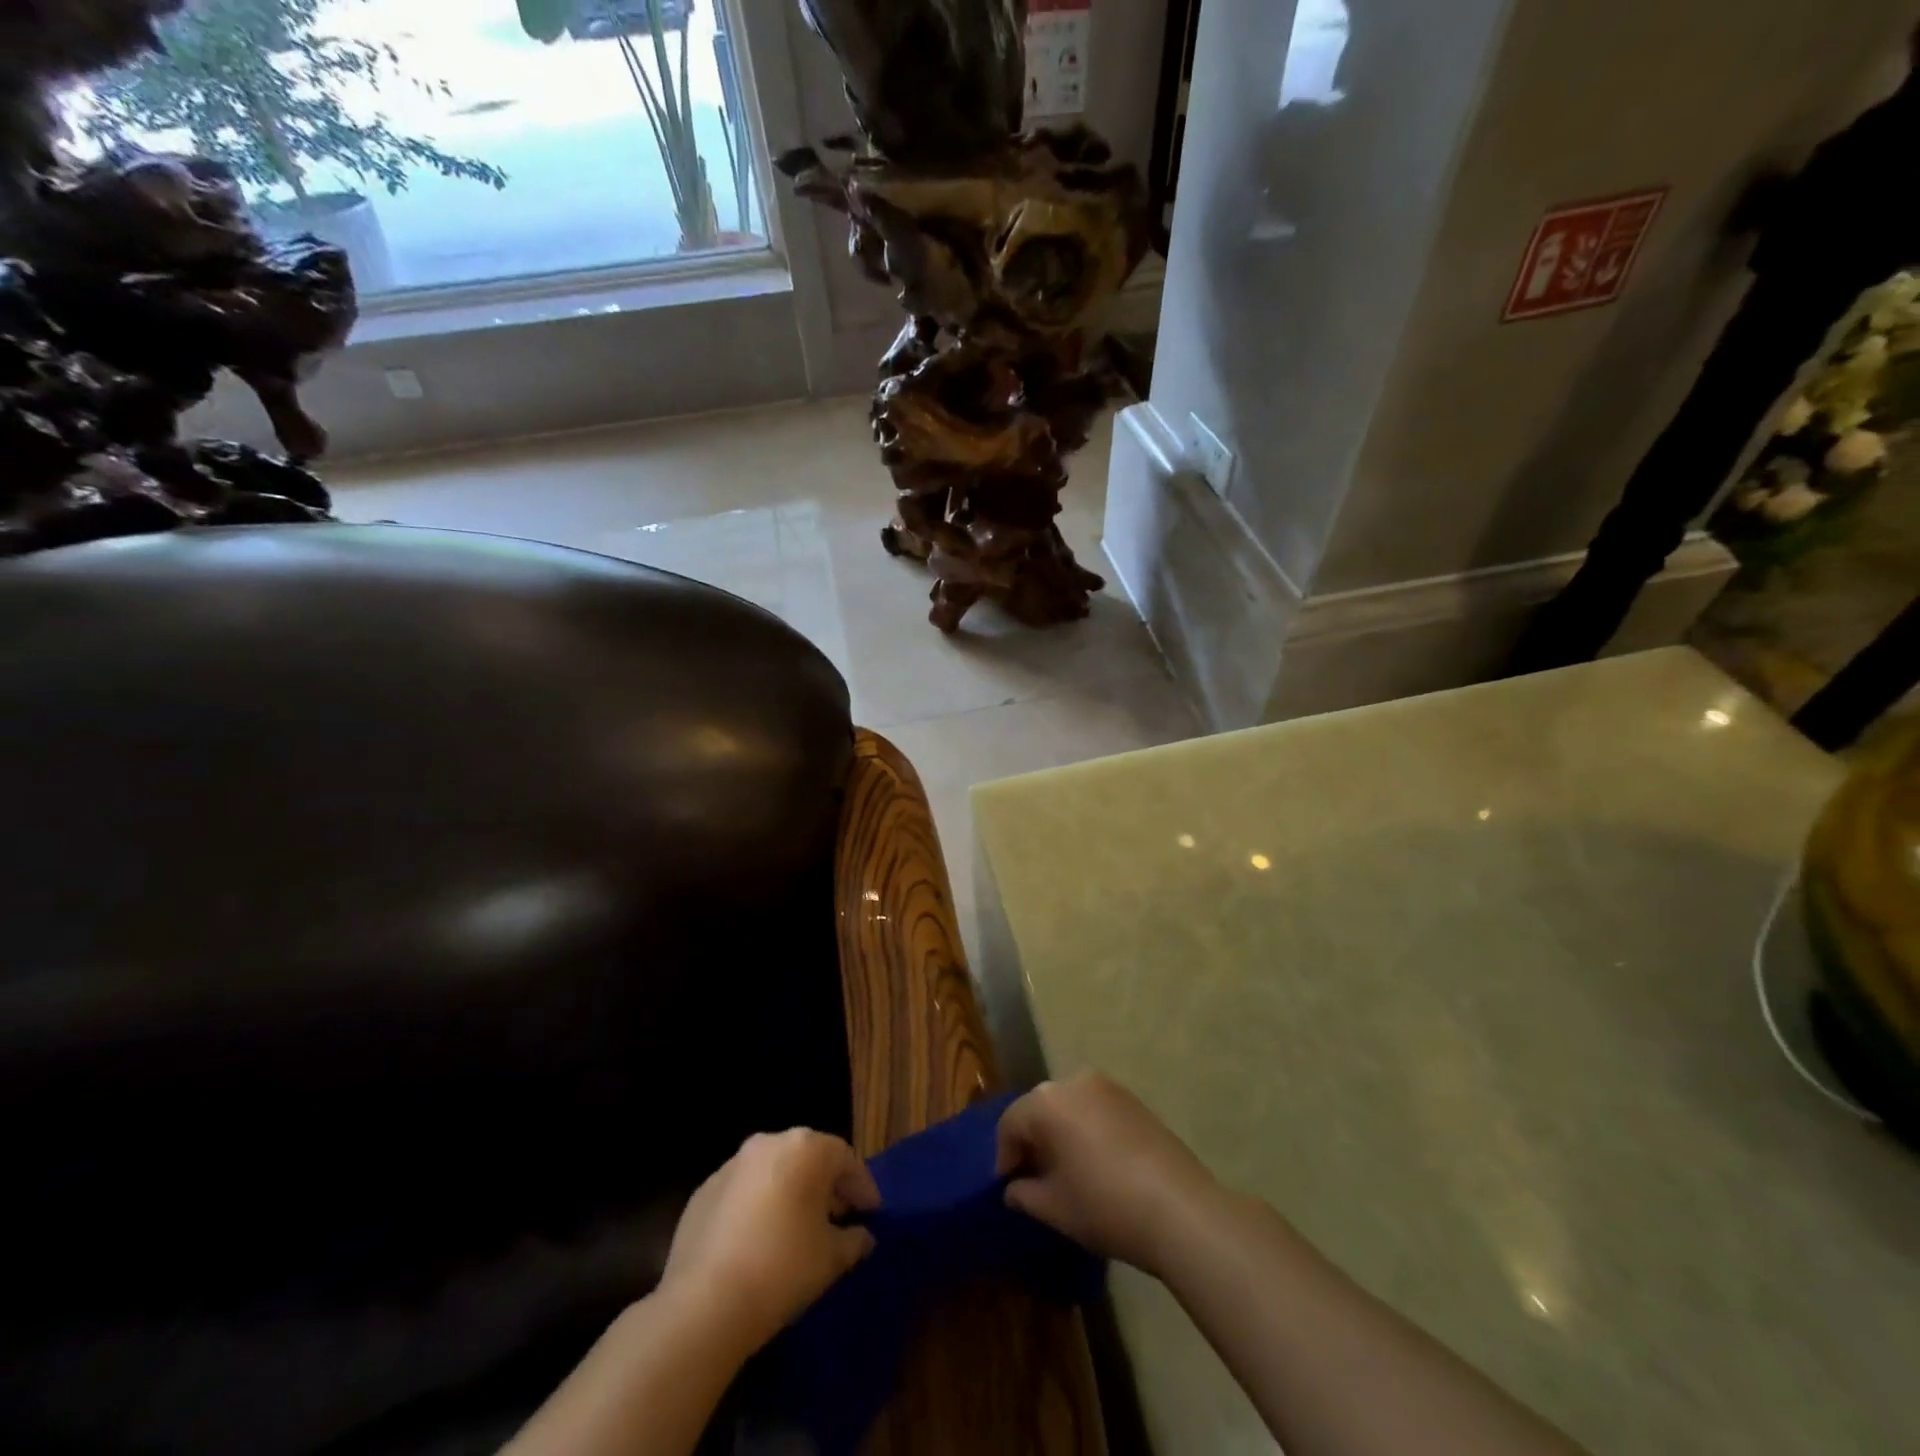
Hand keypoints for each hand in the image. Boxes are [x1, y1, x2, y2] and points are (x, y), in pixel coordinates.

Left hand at [660, 1129, 879, 1356]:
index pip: (846, 1159)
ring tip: (799, 1229)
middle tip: (839, 1218)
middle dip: (826, 1186)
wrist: (704, 1305)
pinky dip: (758, 1206)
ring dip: (790, 1193)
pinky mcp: (704, 1191)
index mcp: (805, 1148)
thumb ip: (854, 1240)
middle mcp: (769, 1143)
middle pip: (808, 1158)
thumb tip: (863, 1236)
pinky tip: (760, 1241)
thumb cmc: (782, 1269)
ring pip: (773, 1172)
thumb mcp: (831, 1258)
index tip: (872, 1214)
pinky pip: (743, 1191)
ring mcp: (732, 1165)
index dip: (862, 1187)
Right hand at [996, 1072, 1220, 1278]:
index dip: (1004, 1156)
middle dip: (1033, 1142)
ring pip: (1069, 1107)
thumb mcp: (1053, 1208)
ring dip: (1061, 1134)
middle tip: (1033, 1179)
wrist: (1179, 1209)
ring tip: (1065, 1172)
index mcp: (1047, 1101)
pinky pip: (1096, 1110)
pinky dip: (1087, 1131)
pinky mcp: (1134, 1100)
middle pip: (1040, 1109)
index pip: (1011, 1123)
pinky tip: (1096, 1164)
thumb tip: (1013, 1189)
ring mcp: (1108, 1087)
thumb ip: (1023, 1194)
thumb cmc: (1104, 1205)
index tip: (1008, 1187)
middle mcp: (1074, 1081)